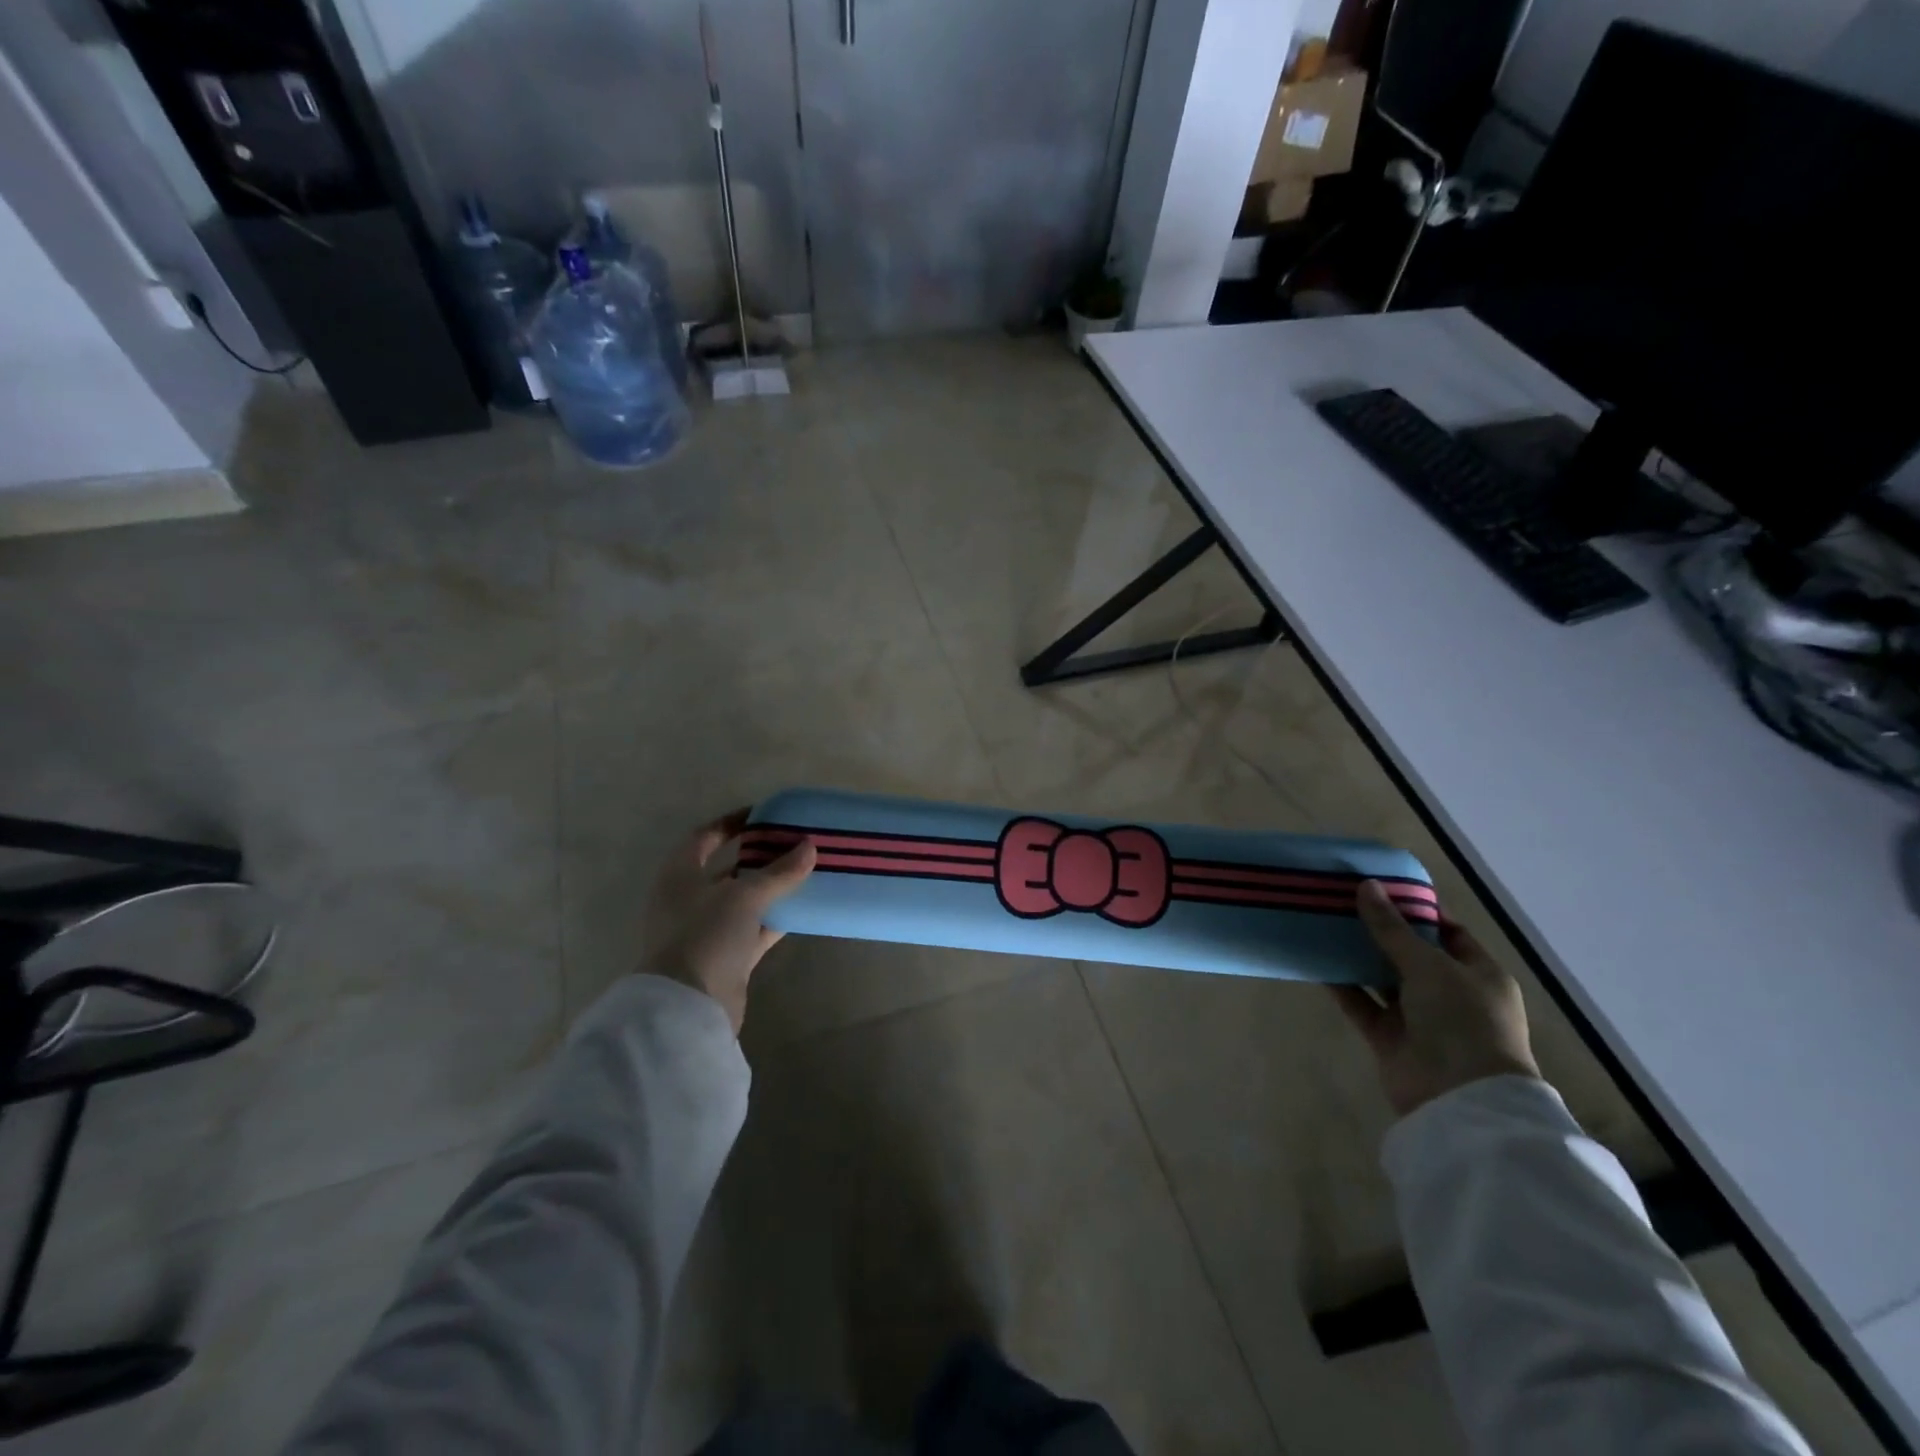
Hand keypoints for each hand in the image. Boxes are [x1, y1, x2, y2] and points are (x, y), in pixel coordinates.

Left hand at [641, 809, 815, 1033]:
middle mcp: (689, 900)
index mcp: (679, 876)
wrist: (689, 1008)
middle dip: (759, 856)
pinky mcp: (726, 957)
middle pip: (727, 869)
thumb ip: (779, 872)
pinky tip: (803, 908)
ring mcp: (707, 930)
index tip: (764, 815)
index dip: (732, 823)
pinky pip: (755, 929)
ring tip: (805, 870)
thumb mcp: (744, 896)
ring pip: (744, 900)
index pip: (704, 837)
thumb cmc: (706, 936)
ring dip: (771, 888)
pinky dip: (776, 918)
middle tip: (793, 842)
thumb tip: (810, 846)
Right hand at [1329, 880, 1539, 1116]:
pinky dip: (1342, 985)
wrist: (1460, 1098)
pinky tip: (1316, 961)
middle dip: (1379, 929)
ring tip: (1323, 923)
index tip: (1381, 887)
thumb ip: (1392, 928)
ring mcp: (1419, 1017)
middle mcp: (1450, 994)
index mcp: (1478, 974)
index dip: (1417, 909)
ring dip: (1357, 955)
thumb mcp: (1429, 965)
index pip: (1448, 932)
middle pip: (1410, 953)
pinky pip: (1361, 1003)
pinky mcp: (1389, 1037)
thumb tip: (1366, 886)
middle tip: (1342, 900)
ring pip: (1382, 977)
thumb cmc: (1462, 1020)